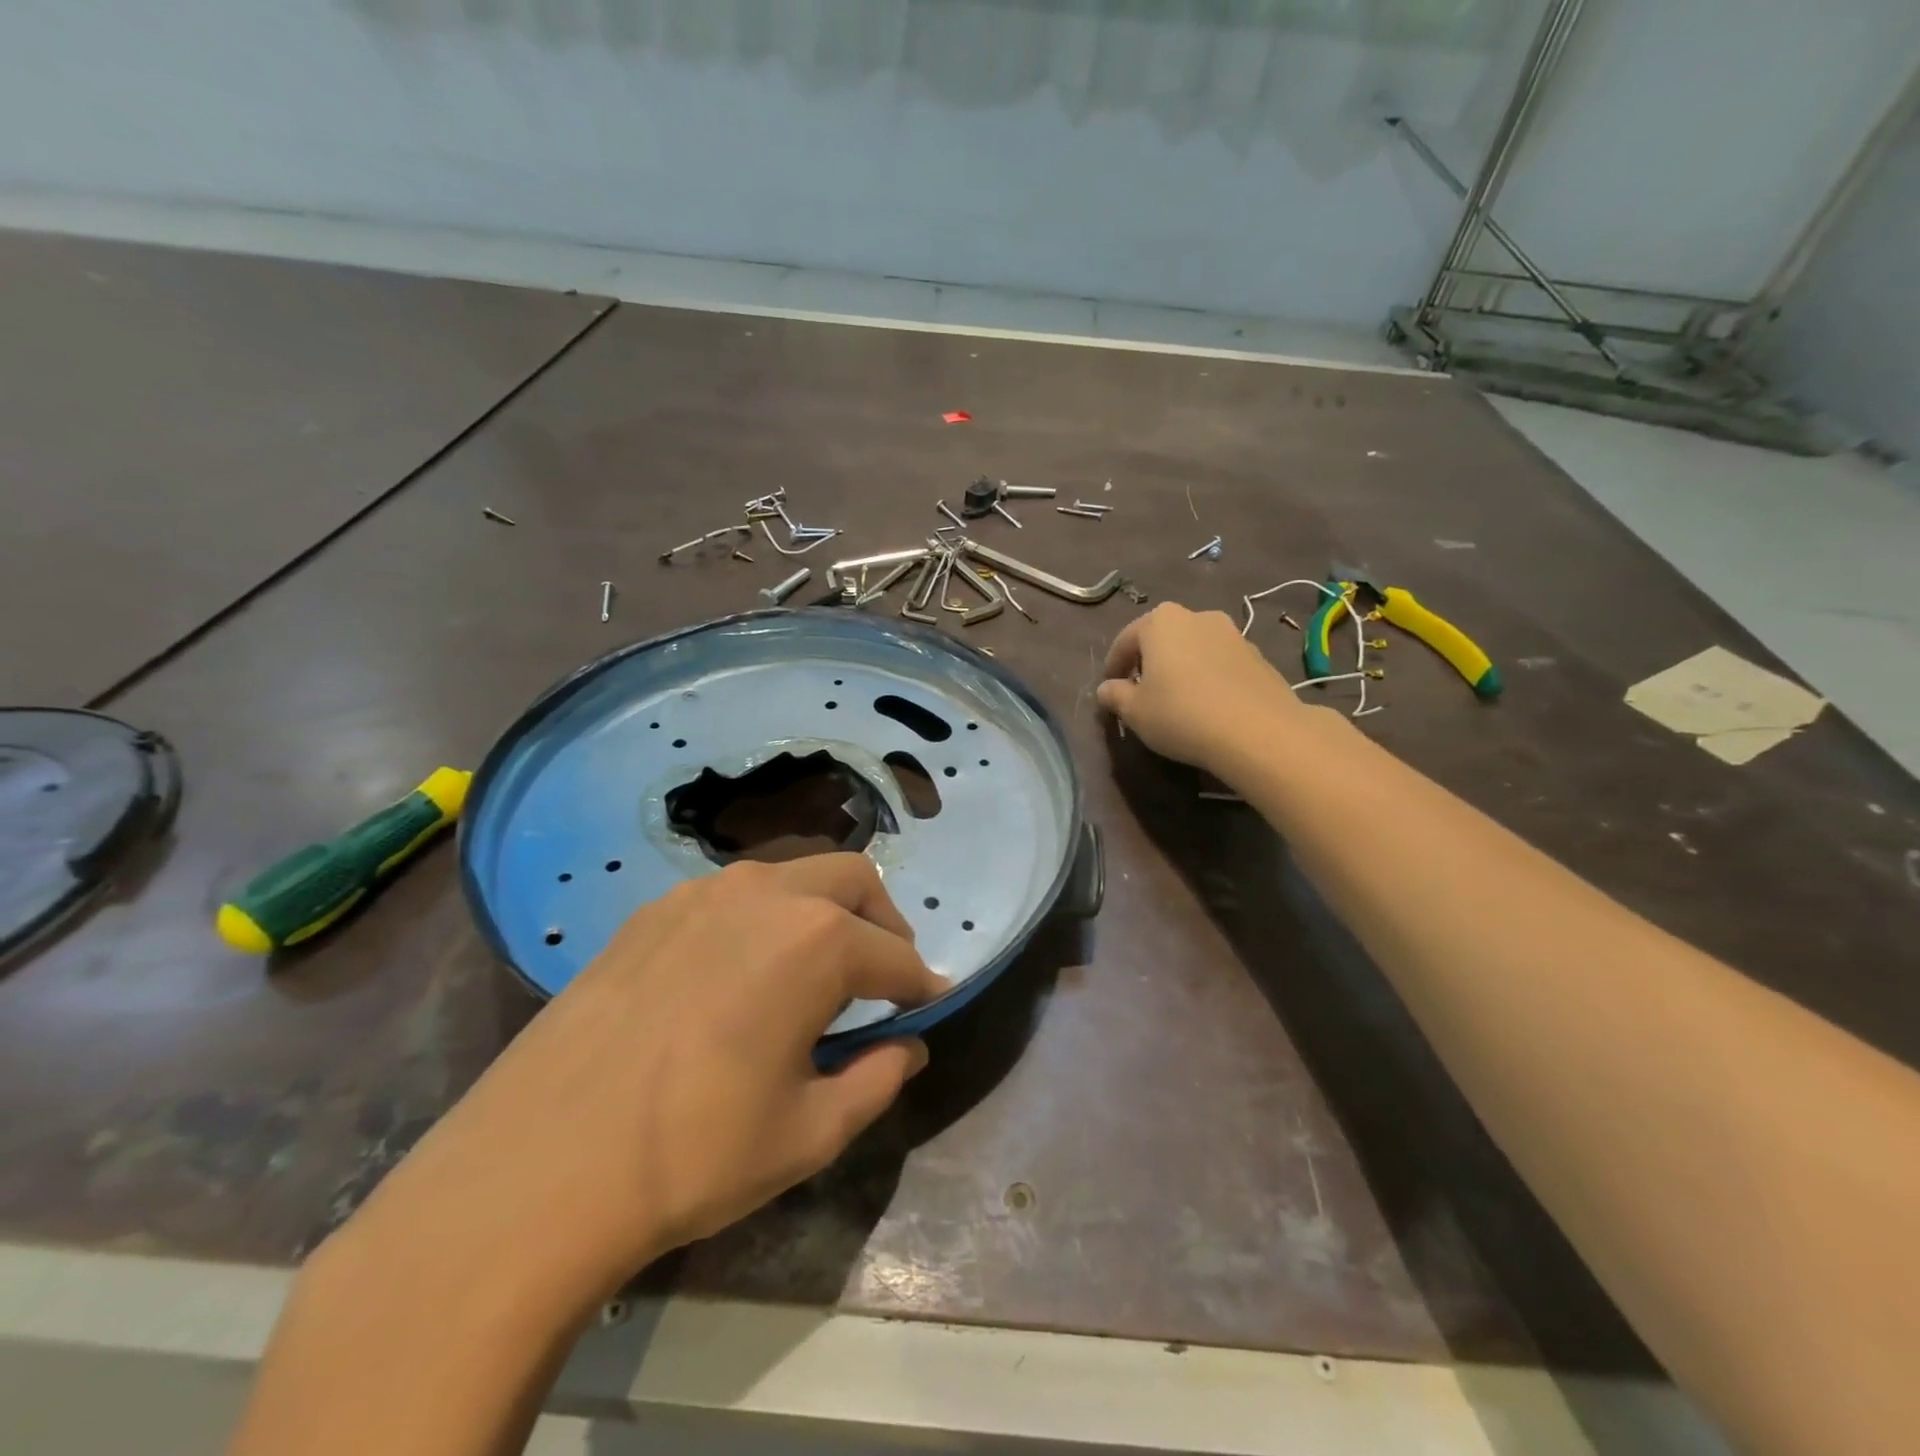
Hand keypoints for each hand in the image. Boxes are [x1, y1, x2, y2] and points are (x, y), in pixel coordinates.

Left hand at [337, 854, 946, 1311]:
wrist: (536, 1170)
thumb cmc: (695, 1154)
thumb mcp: (809, 1133)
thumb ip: (877, 1080)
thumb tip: (909, 1048)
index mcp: (816, 942)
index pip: (895, 955)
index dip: (921, 985)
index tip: (929, 1007)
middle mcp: (767, 895)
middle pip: (852, 880)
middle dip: (882, 922)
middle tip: (880, 977)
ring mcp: (703, 893)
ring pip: (791, 874)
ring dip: (822, 909)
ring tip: (812, 970)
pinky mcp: (652, 910)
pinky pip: (733, 893)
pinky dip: (764, 916)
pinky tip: (740, 971)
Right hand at [1097, 603, 1305, 771]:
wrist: (1258, 731)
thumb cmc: (1181, 714)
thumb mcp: (1135, 711)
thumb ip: (1115, 696)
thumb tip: (1106, 689)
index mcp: (1160, 622)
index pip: (1125, 640)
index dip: (1113, 666)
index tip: (1109, 688)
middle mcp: (1197, 616)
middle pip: (1162, 638)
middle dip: (1149, 661)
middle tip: (1141, 691)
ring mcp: (1232, 633)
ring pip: (1194, 649)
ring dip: (1181, 668)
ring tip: (1177, 699)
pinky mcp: (1257, 656)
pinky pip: (1220, 663)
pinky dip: (1208, 678)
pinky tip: (1207, 705)